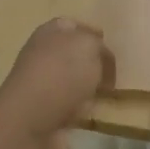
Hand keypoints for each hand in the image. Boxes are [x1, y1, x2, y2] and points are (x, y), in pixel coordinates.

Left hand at [0, 18, 114, 148]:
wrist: (31, 123)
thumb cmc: (61, 74)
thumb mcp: (89, 46)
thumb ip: (100, 47)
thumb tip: (103, 60)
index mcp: (48, 33)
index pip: (72, 25)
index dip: (93, 33)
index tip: (113, 46)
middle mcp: (43, 56)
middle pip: (74, 55)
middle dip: (95, 63)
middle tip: (118, 72)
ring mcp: (43, 86)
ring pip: (75, 82)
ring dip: (91, 88)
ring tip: (112, 93)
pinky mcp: (47, 113)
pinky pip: (73, 107)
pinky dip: (85, 110)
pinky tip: (97, 112)